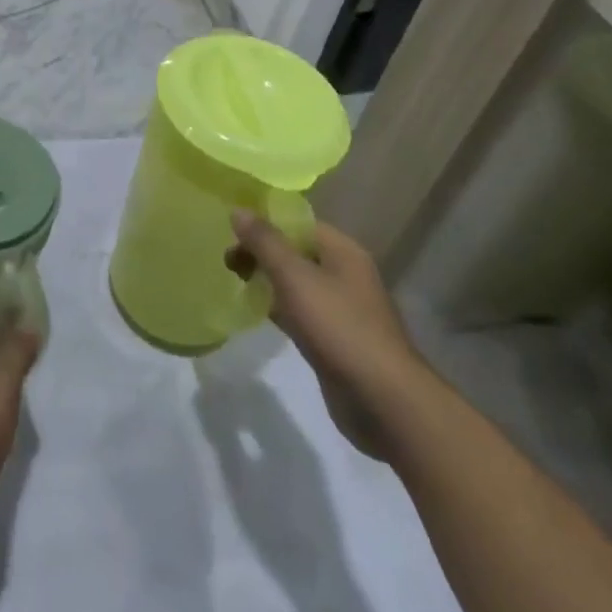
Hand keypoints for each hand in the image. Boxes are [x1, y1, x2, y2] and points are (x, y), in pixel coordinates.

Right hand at [227, 211, 432, 457]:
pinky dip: (279, 308)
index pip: (298, 223)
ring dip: (268, 281)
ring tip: (236, 283)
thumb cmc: (338, 327)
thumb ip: (265, 242)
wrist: (383, 401)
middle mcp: (345, 274)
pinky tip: (258, 314)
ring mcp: (342, 309)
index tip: (231, 233)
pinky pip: (301, 312)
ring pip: (297, 283)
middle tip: (228, 263)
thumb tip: (238, 210)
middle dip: (262, 253)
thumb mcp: (295, 277)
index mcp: (343, 251)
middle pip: (296, 252)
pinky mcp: (335, 340)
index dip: (265, 223)